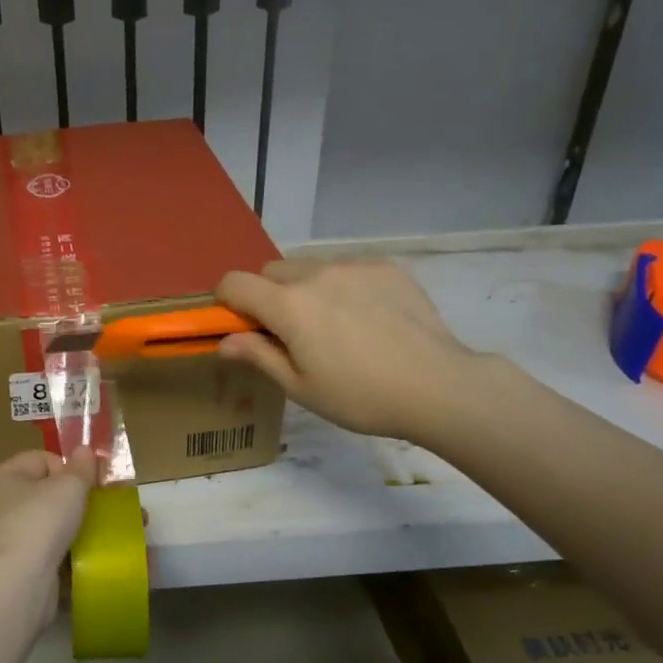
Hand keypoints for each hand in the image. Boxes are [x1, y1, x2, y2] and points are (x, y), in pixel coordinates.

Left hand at [0, 448, 97, 591]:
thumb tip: (84, 450)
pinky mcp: (24, 567)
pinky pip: (55, 552)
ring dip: (83, 526)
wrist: (18, 584)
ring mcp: (12, 538)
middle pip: (50, 493)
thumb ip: (81, 467)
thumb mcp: (68, 486)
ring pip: (56, 525)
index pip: (42, 459)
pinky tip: (98, 556)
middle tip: (110, 506)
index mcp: (4, 477)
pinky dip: (75, 553)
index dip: (69, 467)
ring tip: (113, 531)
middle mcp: (2, 505)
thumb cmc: (40, 522)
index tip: (89, 483)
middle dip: (82, 498)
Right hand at [217, 259, 489, 445]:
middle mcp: (316, 274)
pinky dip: (342, 286)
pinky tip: (367, 319)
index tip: (240, 326)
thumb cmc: (360, 396)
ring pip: (310, 267)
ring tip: (334, 326)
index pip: (235, 282)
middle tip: (290, 334)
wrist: (438, 385)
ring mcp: (354, 266)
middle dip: (268, 296)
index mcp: (288, 305)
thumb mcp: (300, 387)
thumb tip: (224, 341)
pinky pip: (347, 268)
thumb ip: (258, 356)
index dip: (227, 302)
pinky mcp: (386, 267)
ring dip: (305, 289)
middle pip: (271, 271)